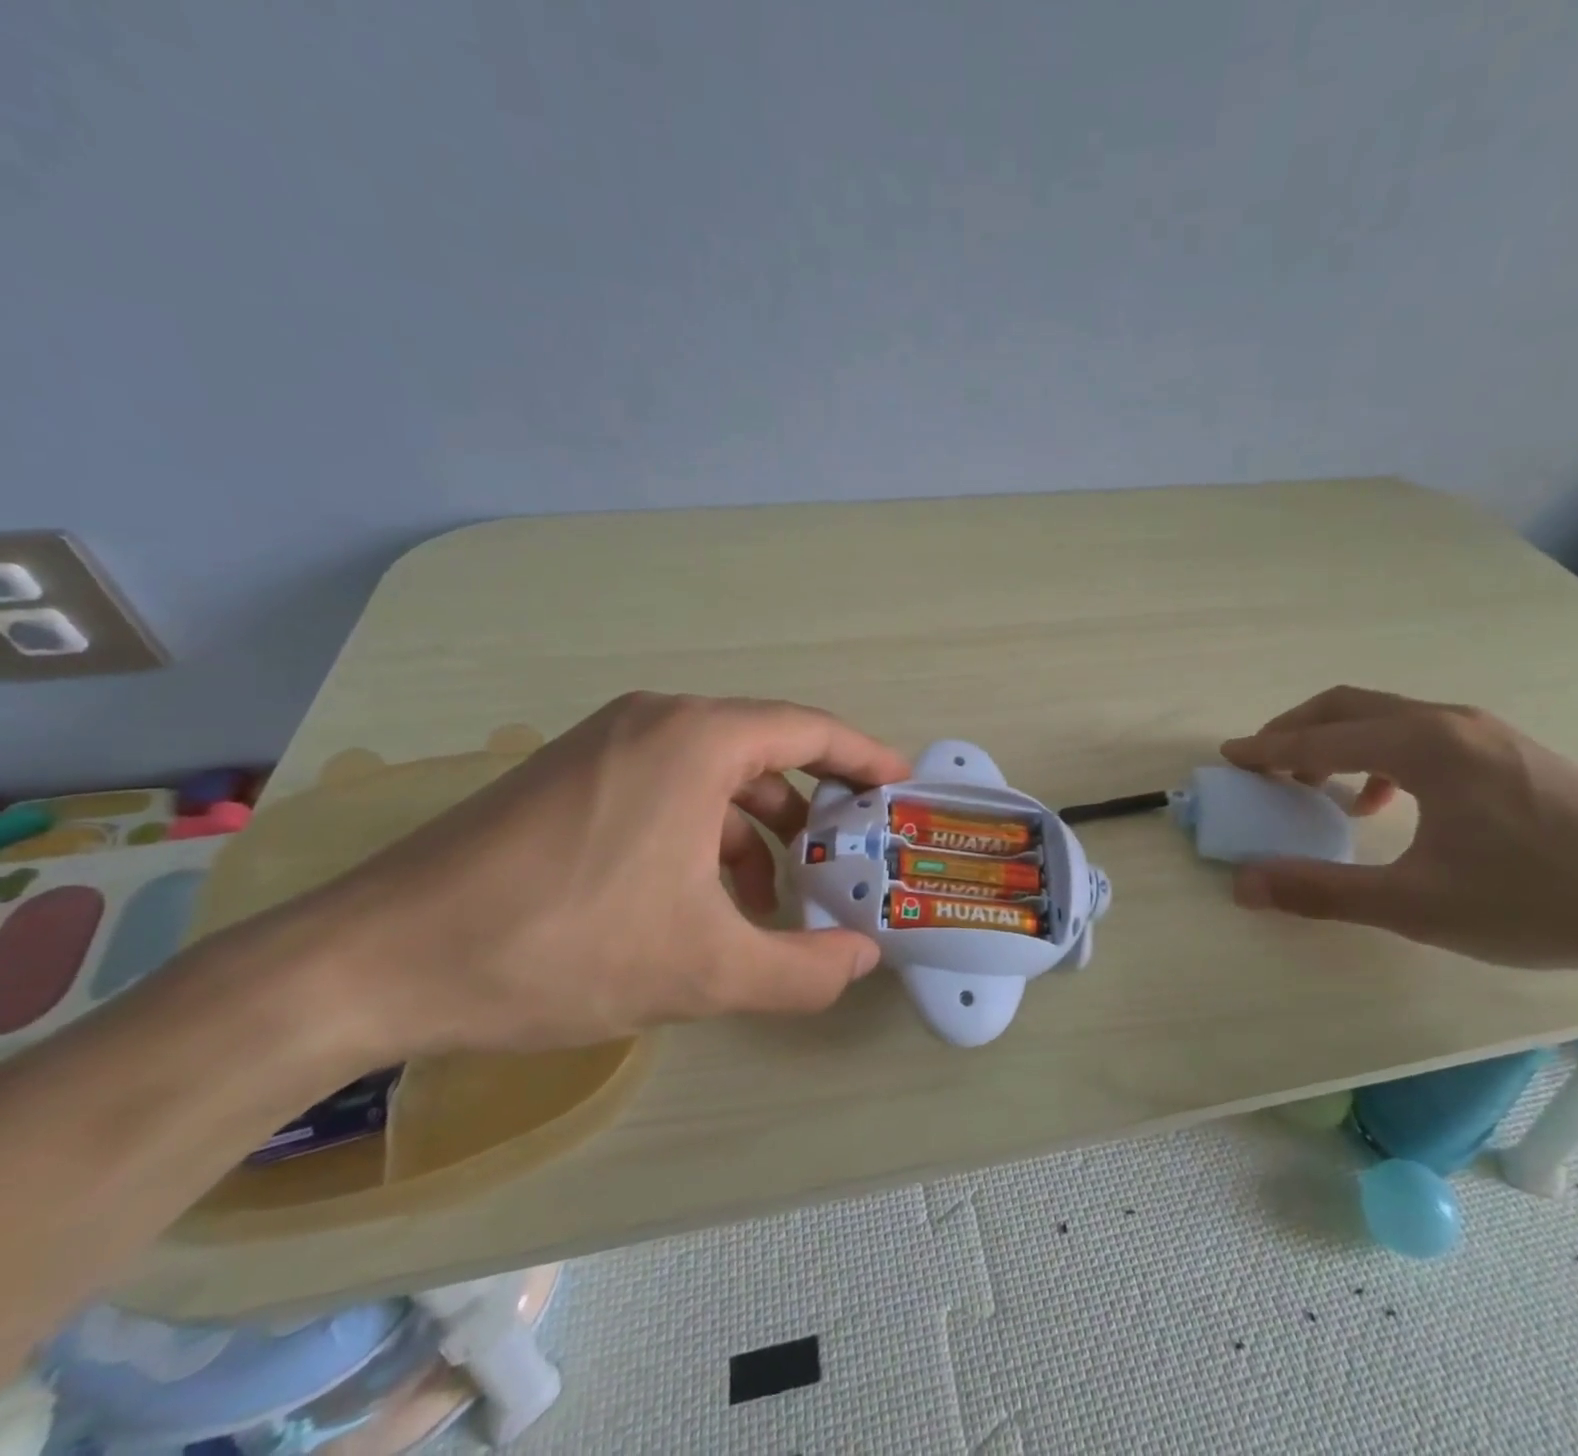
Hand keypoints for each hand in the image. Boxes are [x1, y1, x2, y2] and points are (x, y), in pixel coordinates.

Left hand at [281, 693, 913, 1057]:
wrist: (373, 962)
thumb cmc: (560, 946)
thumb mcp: (703, 970)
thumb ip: (803, 970)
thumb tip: (862, 960)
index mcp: (697, 740)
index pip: (810, 730)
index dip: (864, 758)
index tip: (898, 788)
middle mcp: (655, 721)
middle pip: (766, 749)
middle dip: (814, 805)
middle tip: (847, 856)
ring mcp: (605, 743)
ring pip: (715, 773)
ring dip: (758, 827)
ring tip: (776, 894)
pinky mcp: (570, 775)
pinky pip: (667, 787)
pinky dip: (705, 831)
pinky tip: (704, 895)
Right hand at [1221, 686, 1577, 970]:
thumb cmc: (1539, 899)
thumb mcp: (1416, 905)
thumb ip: (1322, 891)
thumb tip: (1244, 884)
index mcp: (1421, 746)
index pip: (1319, 738)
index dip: (1266, 749)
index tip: (1228, 758)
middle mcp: (1448, 722)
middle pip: (1347, 707)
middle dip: (1295, 731)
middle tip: (1263, 766)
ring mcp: (1486, 732)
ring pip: (1386, 717)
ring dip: (1338, 742)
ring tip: (1318, 788)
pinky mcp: (1511, 751)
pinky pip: (1421, 735)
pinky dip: (1381, 756)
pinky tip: (1389, 804)